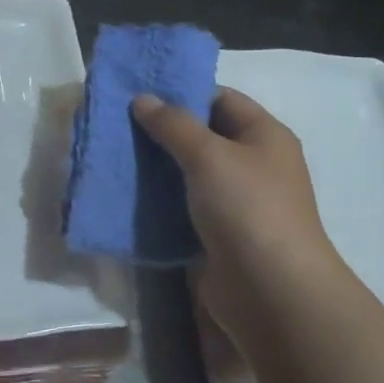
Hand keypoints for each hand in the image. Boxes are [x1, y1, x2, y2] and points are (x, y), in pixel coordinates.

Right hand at [131, 88, 339, 286]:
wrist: (270, 290)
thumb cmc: (247, 209)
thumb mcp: (209, 155)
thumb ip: (173, 125)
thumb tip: (142, 99)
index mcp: (263, 136)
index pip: (220, 99)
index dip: (182, 92)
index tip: (137, 94)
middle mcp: (252, 164)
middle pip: (202, 136)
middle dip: (161, 131)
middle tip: (116, 125)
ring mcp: (235, 201)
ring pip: (188, 174)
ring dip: (155, 167)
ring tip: (113, 157)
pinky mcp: (217, 233)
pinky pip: (182, 207)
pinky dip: (158, 201)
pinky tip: (125, 195)